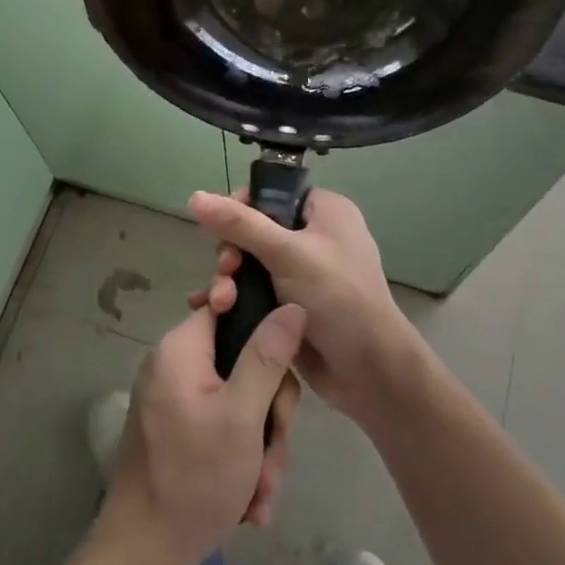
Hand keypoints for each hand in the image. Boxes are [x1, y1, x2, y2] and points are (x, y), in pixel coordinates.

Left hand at [102, 301, 305, 564]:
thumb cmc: (194, 478)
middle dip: (269, 414)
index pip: (229, 307)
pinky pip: (224, 427)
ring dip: (261, 447)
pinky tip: (250, 500)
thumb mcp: (242, 415)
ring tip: (262, 491)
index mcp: (180, 349)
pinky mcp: (180, 431)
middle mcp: (174, 366)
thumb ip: (267, 356)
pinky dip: (242, 459)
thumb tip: (291, 304)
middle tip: (273, 454)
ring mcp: (176, 401)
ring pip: (241, 402)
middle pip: (243, 362)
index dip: (264, 330)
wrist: (143, 555)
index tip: (284, 370)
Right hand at [189, 187, 417, 424]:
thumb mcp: (287, 253)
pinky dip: (234, 298)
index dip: (240, 207)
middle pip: (254, 230)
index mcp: (324, 211)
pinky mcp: (292, 305)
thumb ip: (239, 224)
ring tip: (218, 302)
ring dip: (228, 280)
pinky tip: (209, 311)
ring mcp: (303, 273)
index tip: (220, 230)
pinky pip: (254, 291)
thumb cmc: (337, 298)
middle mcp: (315, 236)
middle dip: (231, 252)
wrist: (369, 370)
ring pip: (250, 264)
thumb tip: (195, 196)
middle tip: (225, 272)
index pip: (272, 194)